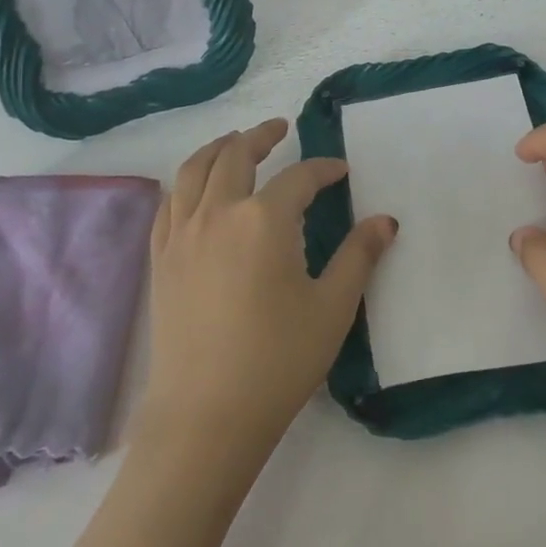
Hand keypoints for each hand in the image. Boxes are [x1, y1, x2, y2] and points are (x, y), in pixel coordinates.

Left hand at [139, 120, 397, 460]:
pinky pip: (169, 203)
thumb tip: (385, 221)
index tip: (340, 171)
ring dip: (217, 148)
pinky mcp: (161, 259)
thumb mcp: (332, 307)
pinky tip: (195, 189)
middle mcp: (218, 213)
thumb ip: (358, 256)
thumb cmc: (277, 360)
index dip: (324, 169)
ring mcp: (182, 235)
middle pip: (236, 156)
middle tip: (279, 129)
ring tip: (233, 141)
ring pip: (194, 170)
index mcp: (264, 220)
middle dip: (260, 136)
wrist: (205, 417)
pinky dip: (186, 183)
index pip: (299, 178)